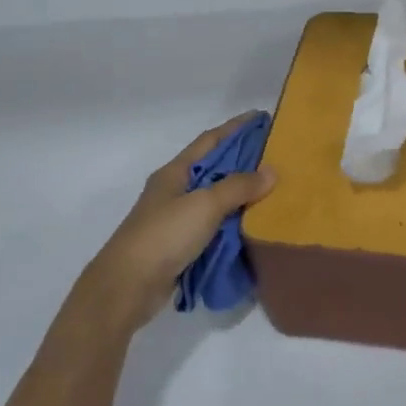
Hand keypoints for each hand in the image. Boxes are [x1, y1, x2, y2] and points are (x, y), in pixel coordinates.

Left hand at [76, 115, 276, 336]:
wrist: (128, 287)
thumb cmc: (164, 235)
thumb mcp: (204, 205)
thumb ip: (238, 187)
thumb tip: (271, 171)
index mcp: (175, 172)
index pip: (210, 140)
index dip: (236, 128)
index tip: (263, 118)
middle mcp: (175, 191)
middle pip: (215, 168)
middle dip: (244, 160)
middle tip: (277, 156)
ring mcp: (178, 219)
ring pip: (216, 199)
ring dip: (242, 194)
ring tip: (275, 189)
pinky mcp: (182, 246)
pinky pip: (215, 226)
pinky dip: (235, 222)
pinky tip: (256, 224)